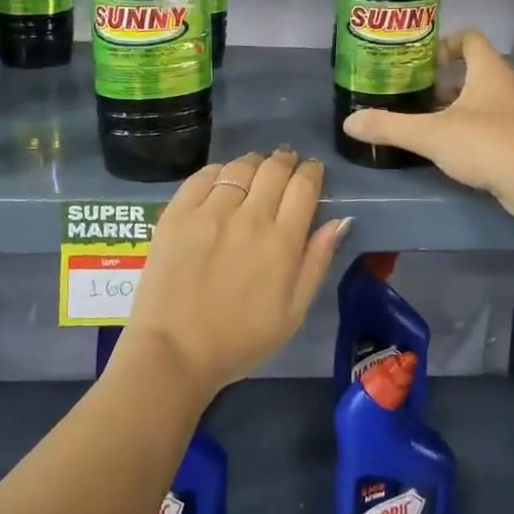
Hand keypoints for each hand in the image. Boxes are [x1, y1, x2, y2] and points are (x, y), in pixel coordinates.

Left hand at [121, 147, 349, 401]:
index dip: (312, 172)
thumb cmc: (240, 340)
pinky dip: (219, 171)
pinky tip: (222, 179)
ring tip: (256, 168)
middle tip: (287, 164)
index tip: (312, 171)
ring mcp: (209, 212)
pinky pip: (203, 176)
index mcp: (281, 242)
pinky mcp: (177, 214)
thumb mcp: (293, 312)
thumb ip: (317, 262)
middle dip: (286, 161)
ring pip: (240, 168)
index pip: (304, 186)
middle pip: (274, 169)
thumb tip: (340, 220)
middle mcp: (248, 217)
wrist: (174, 352)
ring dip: (254, 163)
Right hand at [341, 30, 513, 226]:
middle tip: (421, 94)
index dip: (446, 43)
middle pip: (478, 67)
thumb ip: (389, 126)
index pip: (471, 37)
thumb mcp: (430, 134)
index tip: (424, 61)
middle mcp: (510, 83)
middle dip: (449, 79)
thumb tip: (349, 123)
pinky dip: (477, 124)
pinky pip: (497, 119)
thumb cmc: (485, 144)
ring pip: (488, 95)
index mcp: (490, 70)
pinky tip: (457, 146)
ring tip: (434, 121)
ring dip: (462, 103)